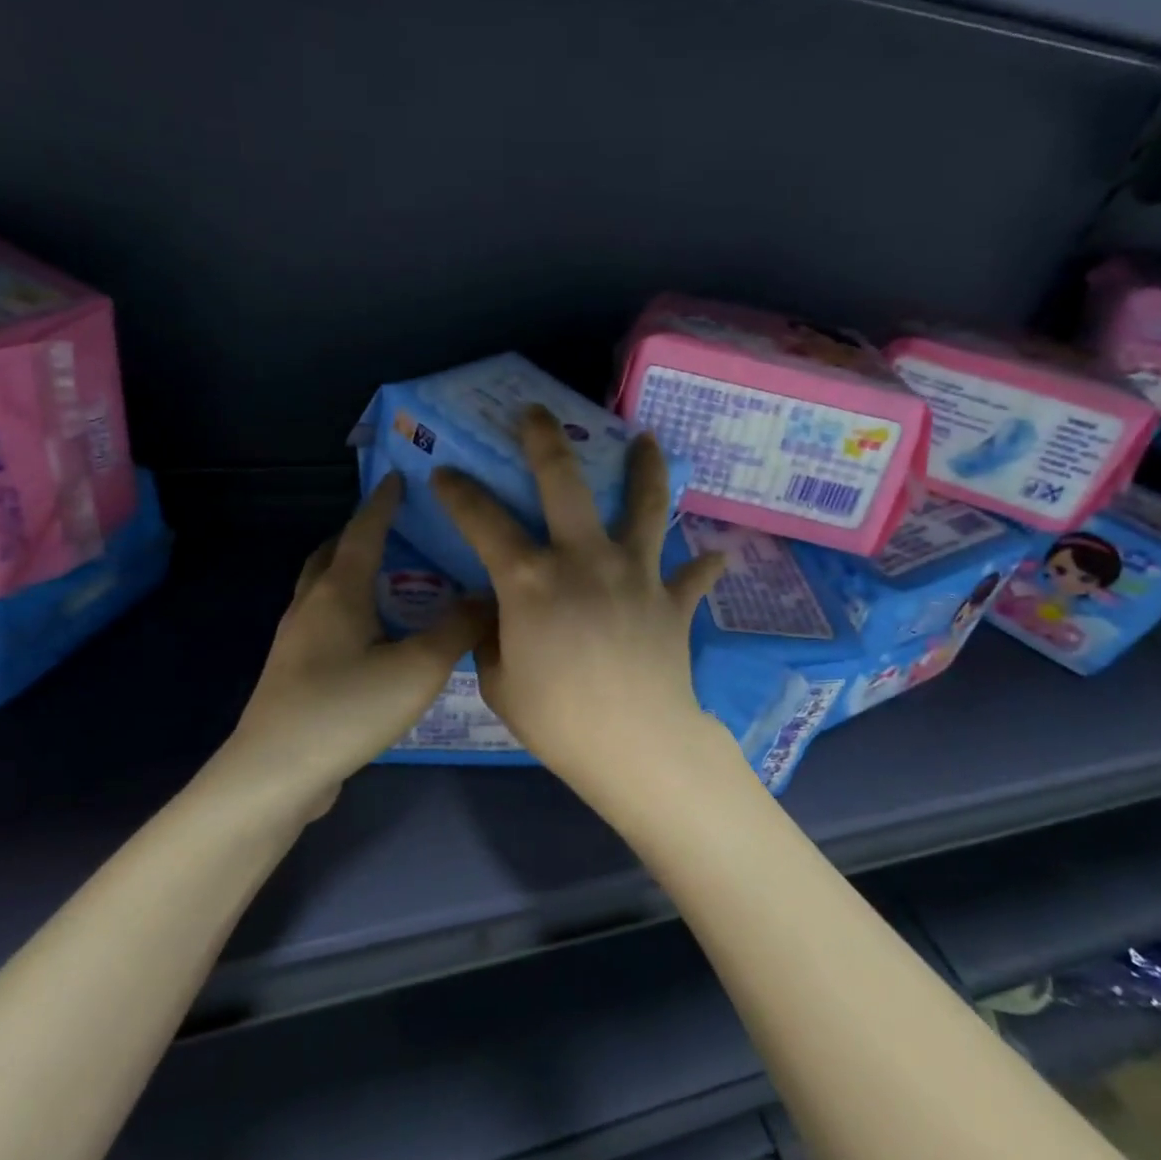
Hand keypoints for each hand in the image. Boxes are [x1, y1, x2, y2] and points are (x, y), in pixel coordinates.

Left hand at [229, 475, 490, 806]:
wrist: (275, 773)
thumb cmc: (347, 708)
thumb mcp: (418, 668)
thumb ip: (459, 629)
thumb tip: (489, 596)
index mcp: (338, 592)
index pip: (363, 531)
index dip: (383, 503)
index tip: (398, 477)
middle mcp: (310, 605)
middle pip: (332, 554)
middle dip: (360, 534)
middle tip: (395, 529)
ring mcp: (295, 640)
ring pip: (322, 588)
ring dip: (350, 572)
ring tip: (388, 579)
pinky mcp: (293, 672)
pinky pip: (323, 620)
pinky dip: (346, 607)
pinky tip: (371, 635)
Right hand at [431, 406, 734, 812]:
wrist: (637, 747)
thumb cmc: (558, 720)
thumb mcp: (500, 683)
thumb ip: (490, 639)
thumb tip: (491, 614)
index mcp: (530, 580)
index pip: (482, 520)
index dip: (458, 492)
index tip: (443, 472)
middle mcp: (584, 559)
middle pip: (564, 481)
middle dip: (545, 440)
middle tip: (538, 413)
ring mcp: (635, 573)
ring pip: (644, 505)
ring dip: (645, 469)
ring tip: (647, 440)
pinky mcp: (672, 599)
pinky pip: (693, 575)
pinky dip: (703, 565)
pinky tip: (716, 556)